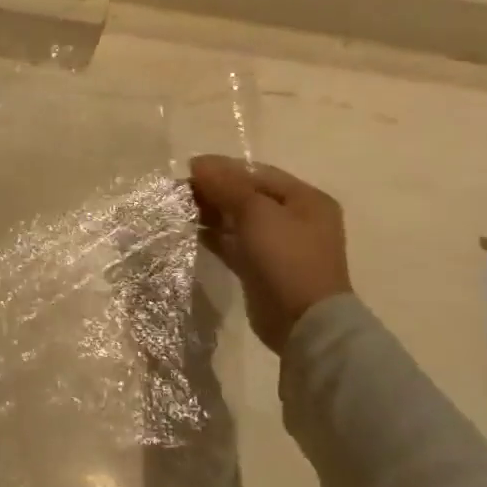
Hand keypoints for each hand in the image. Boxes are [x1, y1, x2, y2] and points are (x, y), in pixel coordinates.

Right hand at [190, 155, 350, 354]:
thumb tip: (198, 163)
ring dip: (212, 213)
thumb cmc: (286, 257)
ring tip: (180, 208)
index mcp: (305, 199)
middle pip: (248, 196)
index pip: (258, 173)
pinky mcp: (262, 269)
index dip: (224, 168)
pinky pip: (235, 244)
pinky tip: (191, 230)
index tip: (189, 170)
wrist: (303, 323)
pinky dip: (215, 236)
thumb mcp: (257, 213)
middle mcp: (296, 219)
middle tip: (180, 190)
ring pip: (239, 220)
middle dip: (215, 191)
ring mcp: (279, 246)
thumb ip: (226, 185)